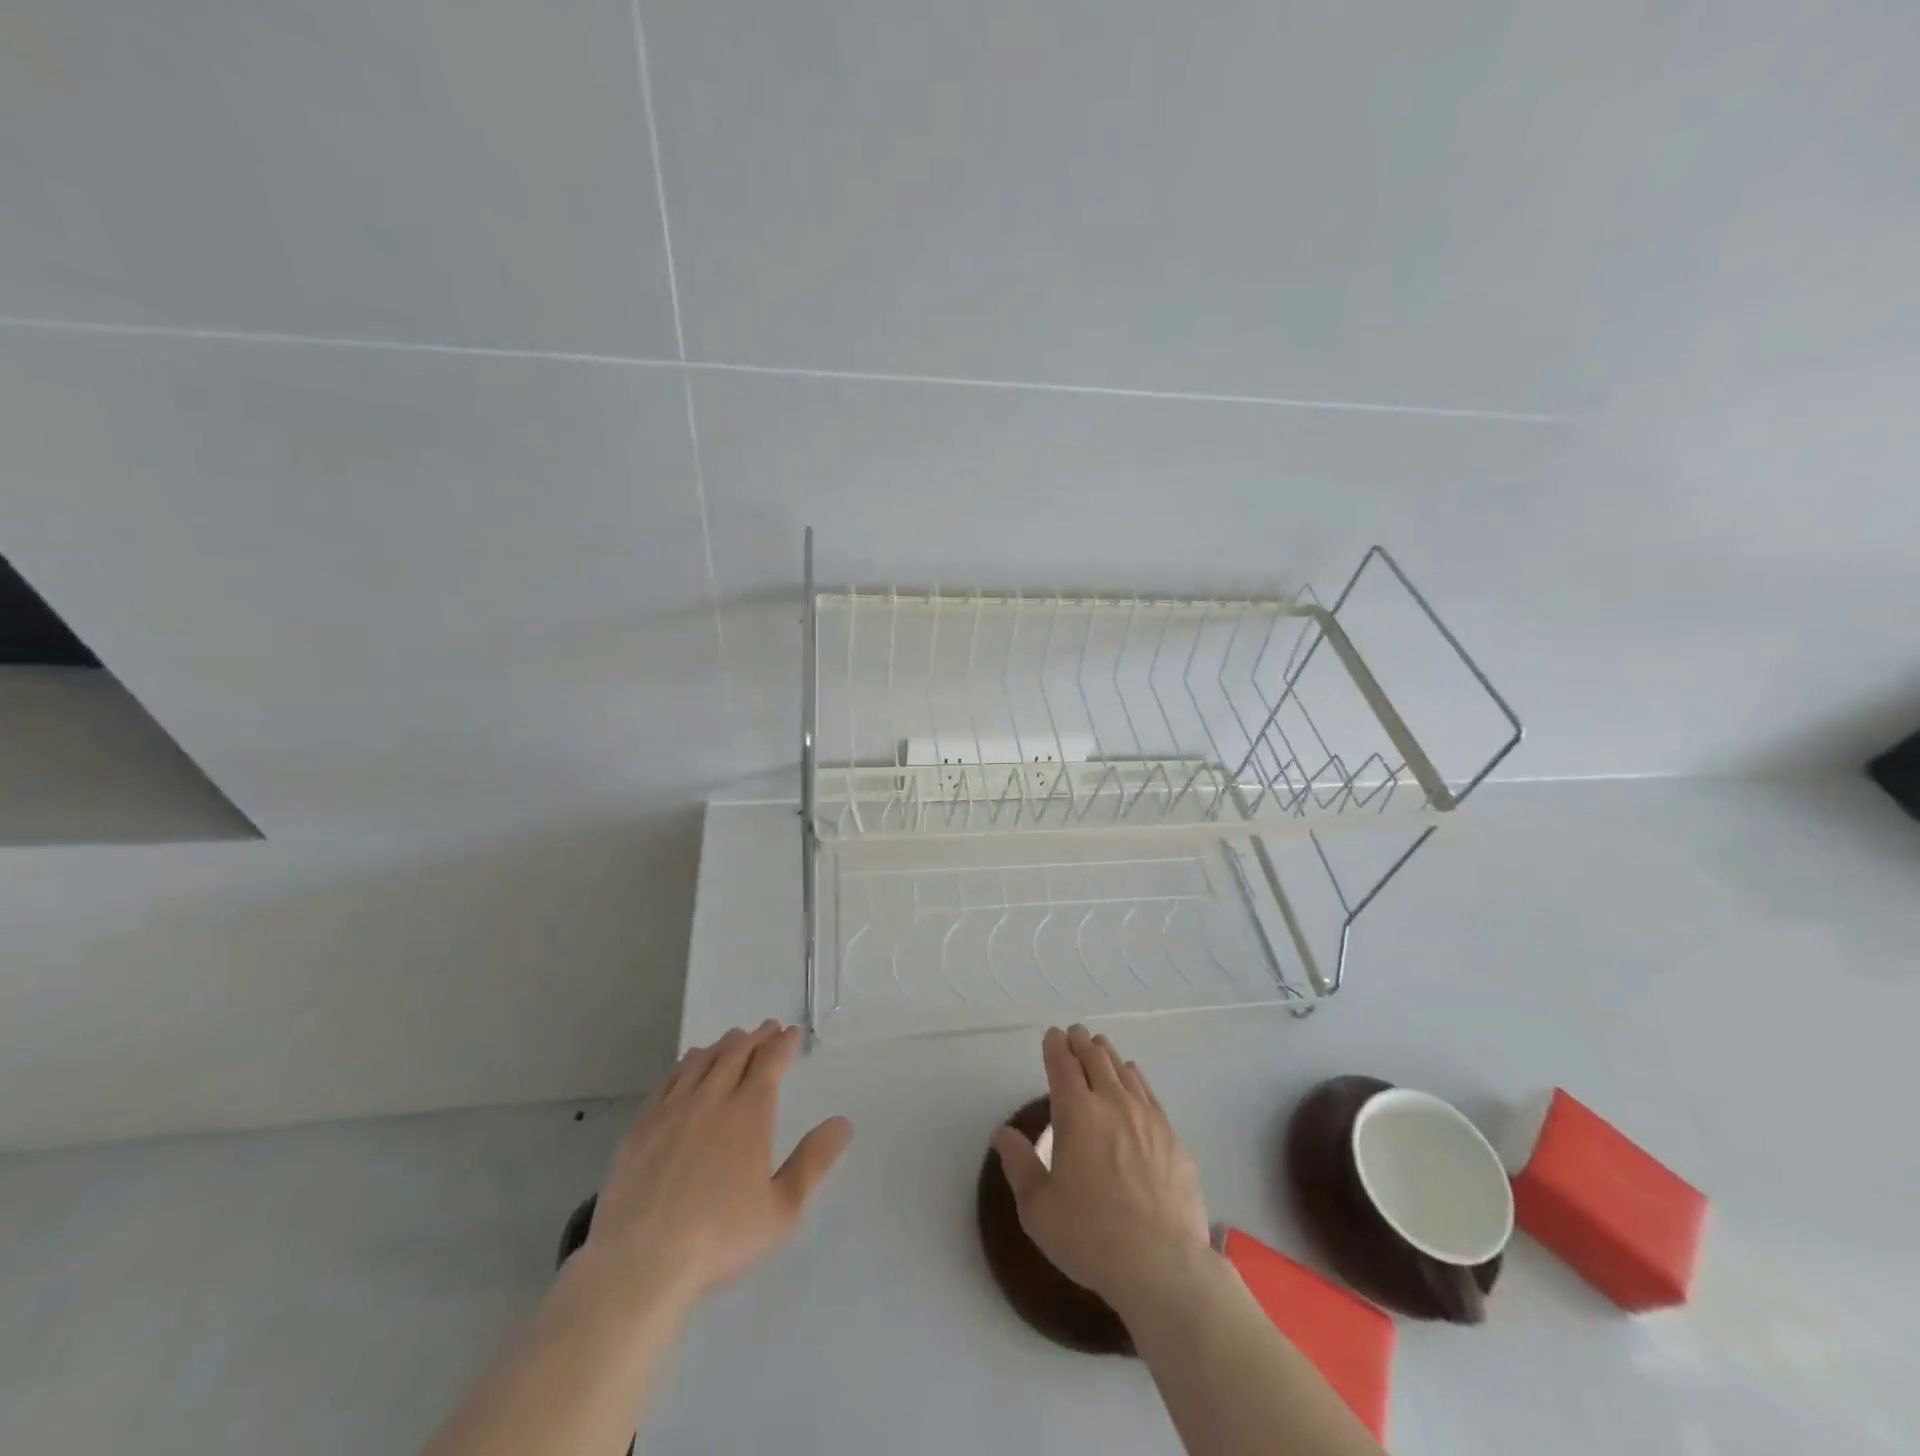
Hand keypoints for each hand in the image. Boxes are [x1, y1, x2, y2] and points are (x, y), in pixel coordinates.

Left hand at [585, 1021, 852, 1307]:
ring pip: (702, 1060)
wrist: (639, 1262)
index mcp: (749, 1113)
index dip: (783, 1043)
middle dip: (756, 1037)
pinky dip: (686, 1063)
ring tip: (733, 1039)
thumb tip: (842, 1123)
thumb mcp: (782, 1209)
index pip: (770, 1062)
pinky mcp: (642, 1125)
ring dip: (723, 1045)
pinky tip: (689, 1065)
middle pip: (736, 1052)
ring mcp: (673, 1109)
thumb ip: (814, 1162)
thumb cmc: (719, 1237)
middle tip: (767, 1028)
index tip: (791, 1033)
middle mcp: (712, 1099)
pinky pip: (670, 1079)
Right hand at [993, 1025, 1209, 1315]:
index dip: (1055, 1046)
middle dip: (1082, 1043)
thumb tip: (1003, 1134)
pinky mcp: (1173, 1138)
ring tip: (1102, 1048)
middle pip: (1096, 1059)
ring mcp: (1148, 1118)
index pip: (1063, 1065)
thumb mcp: (1038, 1209)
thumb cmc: (1091, 1237)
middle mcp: (1113, 1104)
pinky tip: (1135, 1082)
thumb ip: (1019, 1165)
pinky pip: (1149, 1094)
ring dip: (1109, 1056)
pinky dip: (1136, 1079)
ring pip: (1125, 1072)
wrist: (1164, 1266)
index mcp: (1077, 1114)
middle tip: (1076, 1034)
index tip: (1052, 1035)